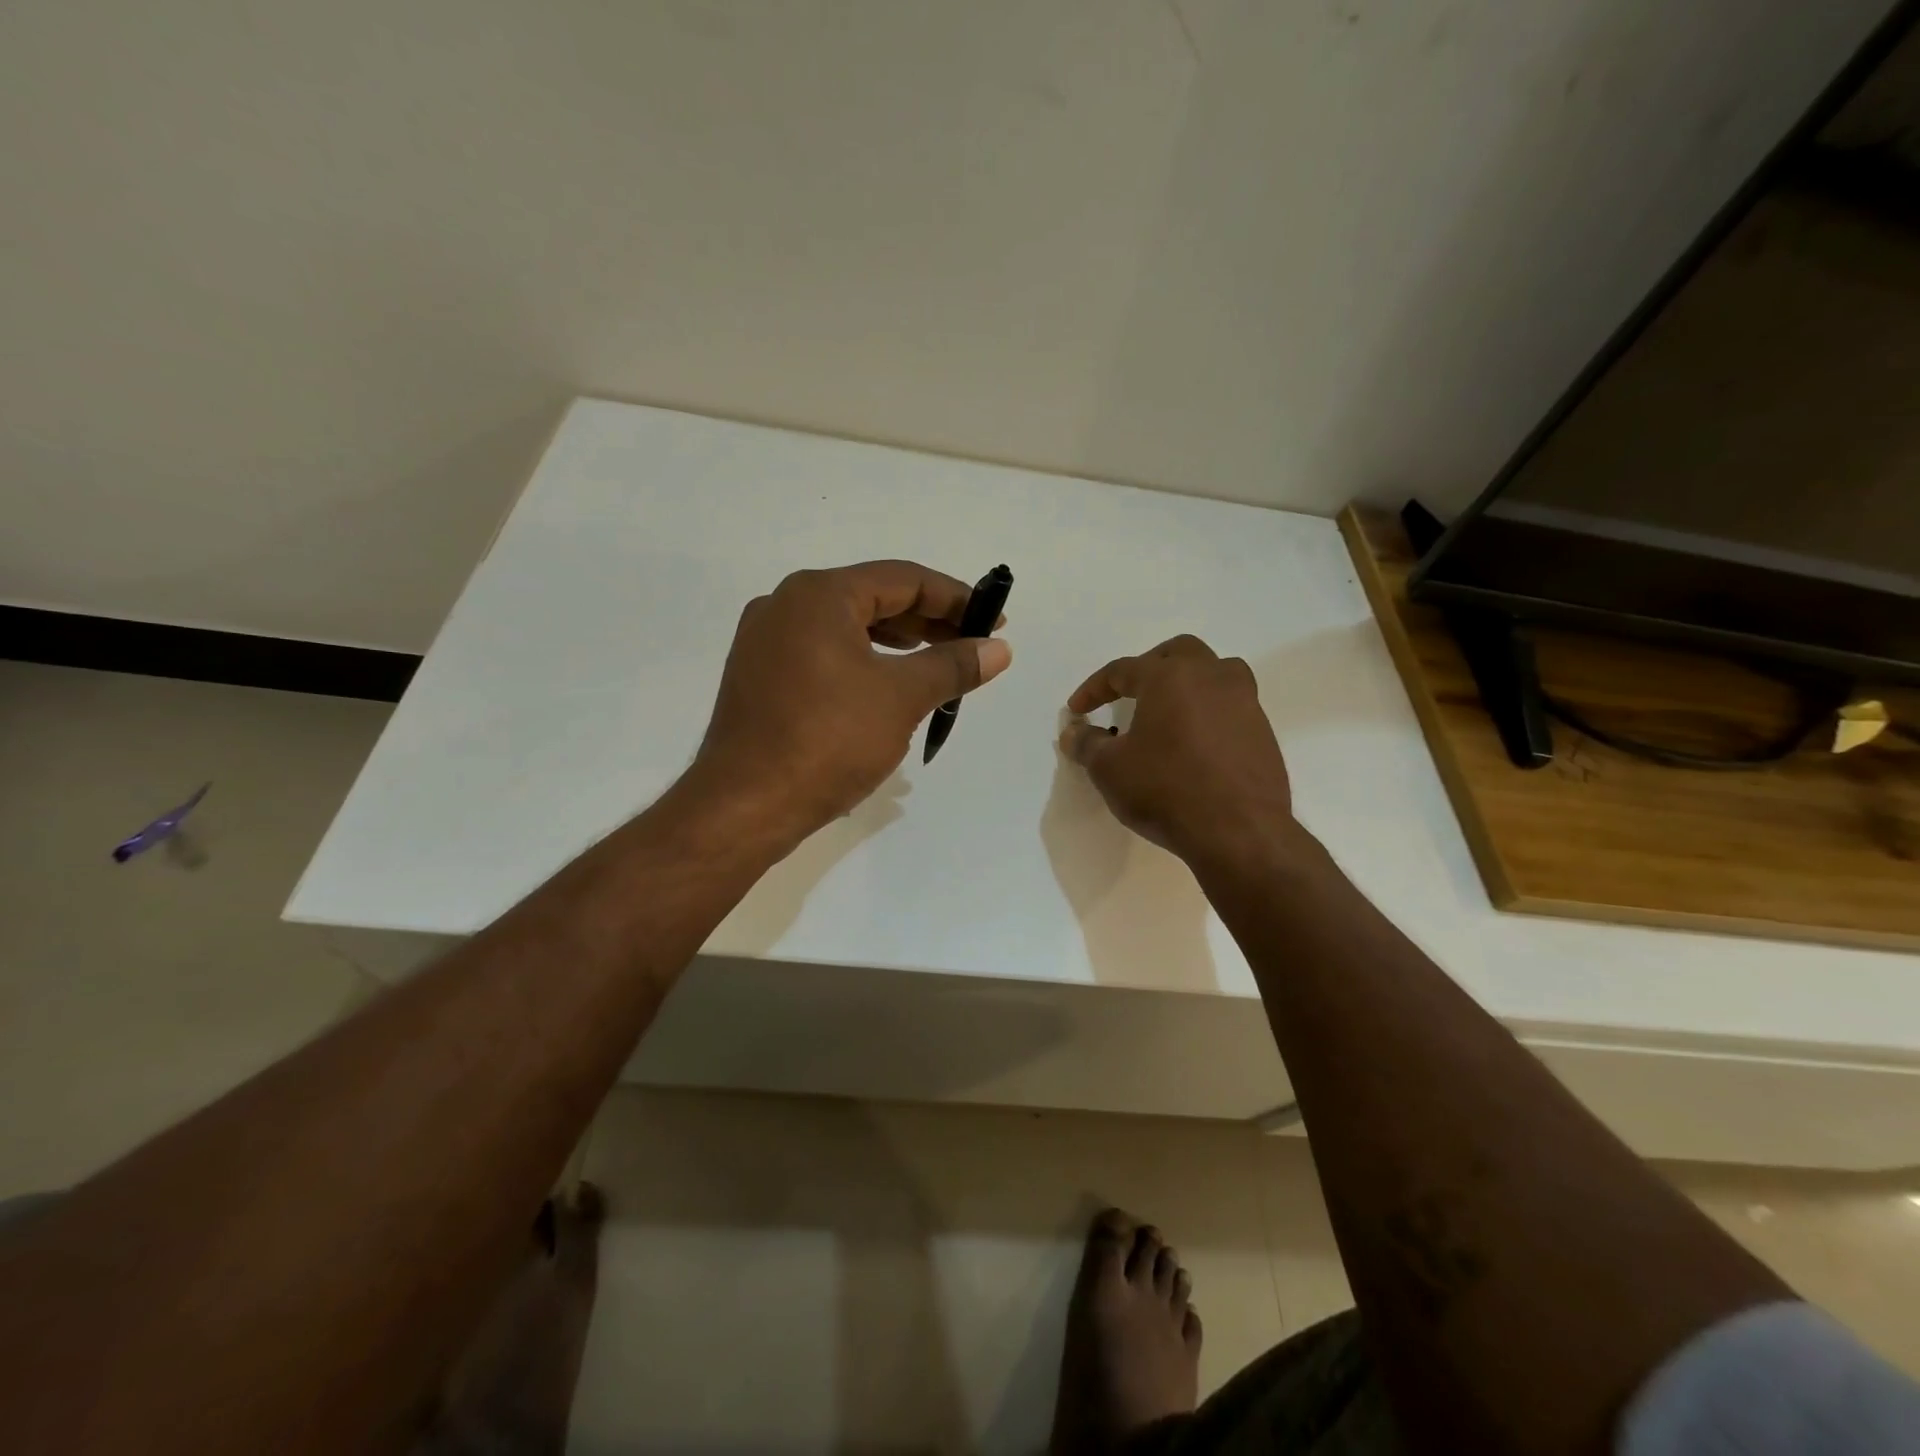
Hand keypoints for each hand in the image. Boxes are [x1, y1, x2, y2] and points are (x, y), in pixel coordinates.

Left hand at [687, 561, 1011, 846]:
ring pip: (845, 628)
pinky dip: (862, 661)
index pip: (903, 579)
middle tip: (971, 644)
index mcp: (819, 594)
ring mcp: (765, 641)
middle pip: (872, 599)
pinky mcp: (758, 676)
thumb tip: (999, 649)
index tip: (993, 620)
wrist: (745, 805)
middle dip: (927, 621)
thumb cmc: (829, 740)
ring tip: (936, 663)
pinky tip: (886, 686)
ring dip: (896, 642)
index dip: (955, 598)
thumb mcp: (902, 698)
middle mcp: (785, 604)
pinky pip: (822, 653)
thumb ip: (952, 666)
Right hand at [1059, 635, 1292, 864]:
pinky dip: (1209, 713)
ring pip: (1215, 673)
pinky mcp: (1263, 732)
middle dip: (1148, 667)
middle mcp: (1211, 677)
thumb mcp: (1109, 769)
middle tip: (1129, 693)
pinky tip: (1194, 744)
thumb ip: (1087, 744)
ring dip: (1188, 684)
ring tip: (1168, 711)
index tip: (1077, 710)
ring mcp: (1245, 702)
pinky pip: (1231, 707)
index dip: (1094, 688)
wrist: (1238, 832)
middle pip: (1178, 652)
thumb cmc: (1165, 790)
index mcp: (1169, 676)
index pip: (1122, 669)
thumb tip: (1074, 732)